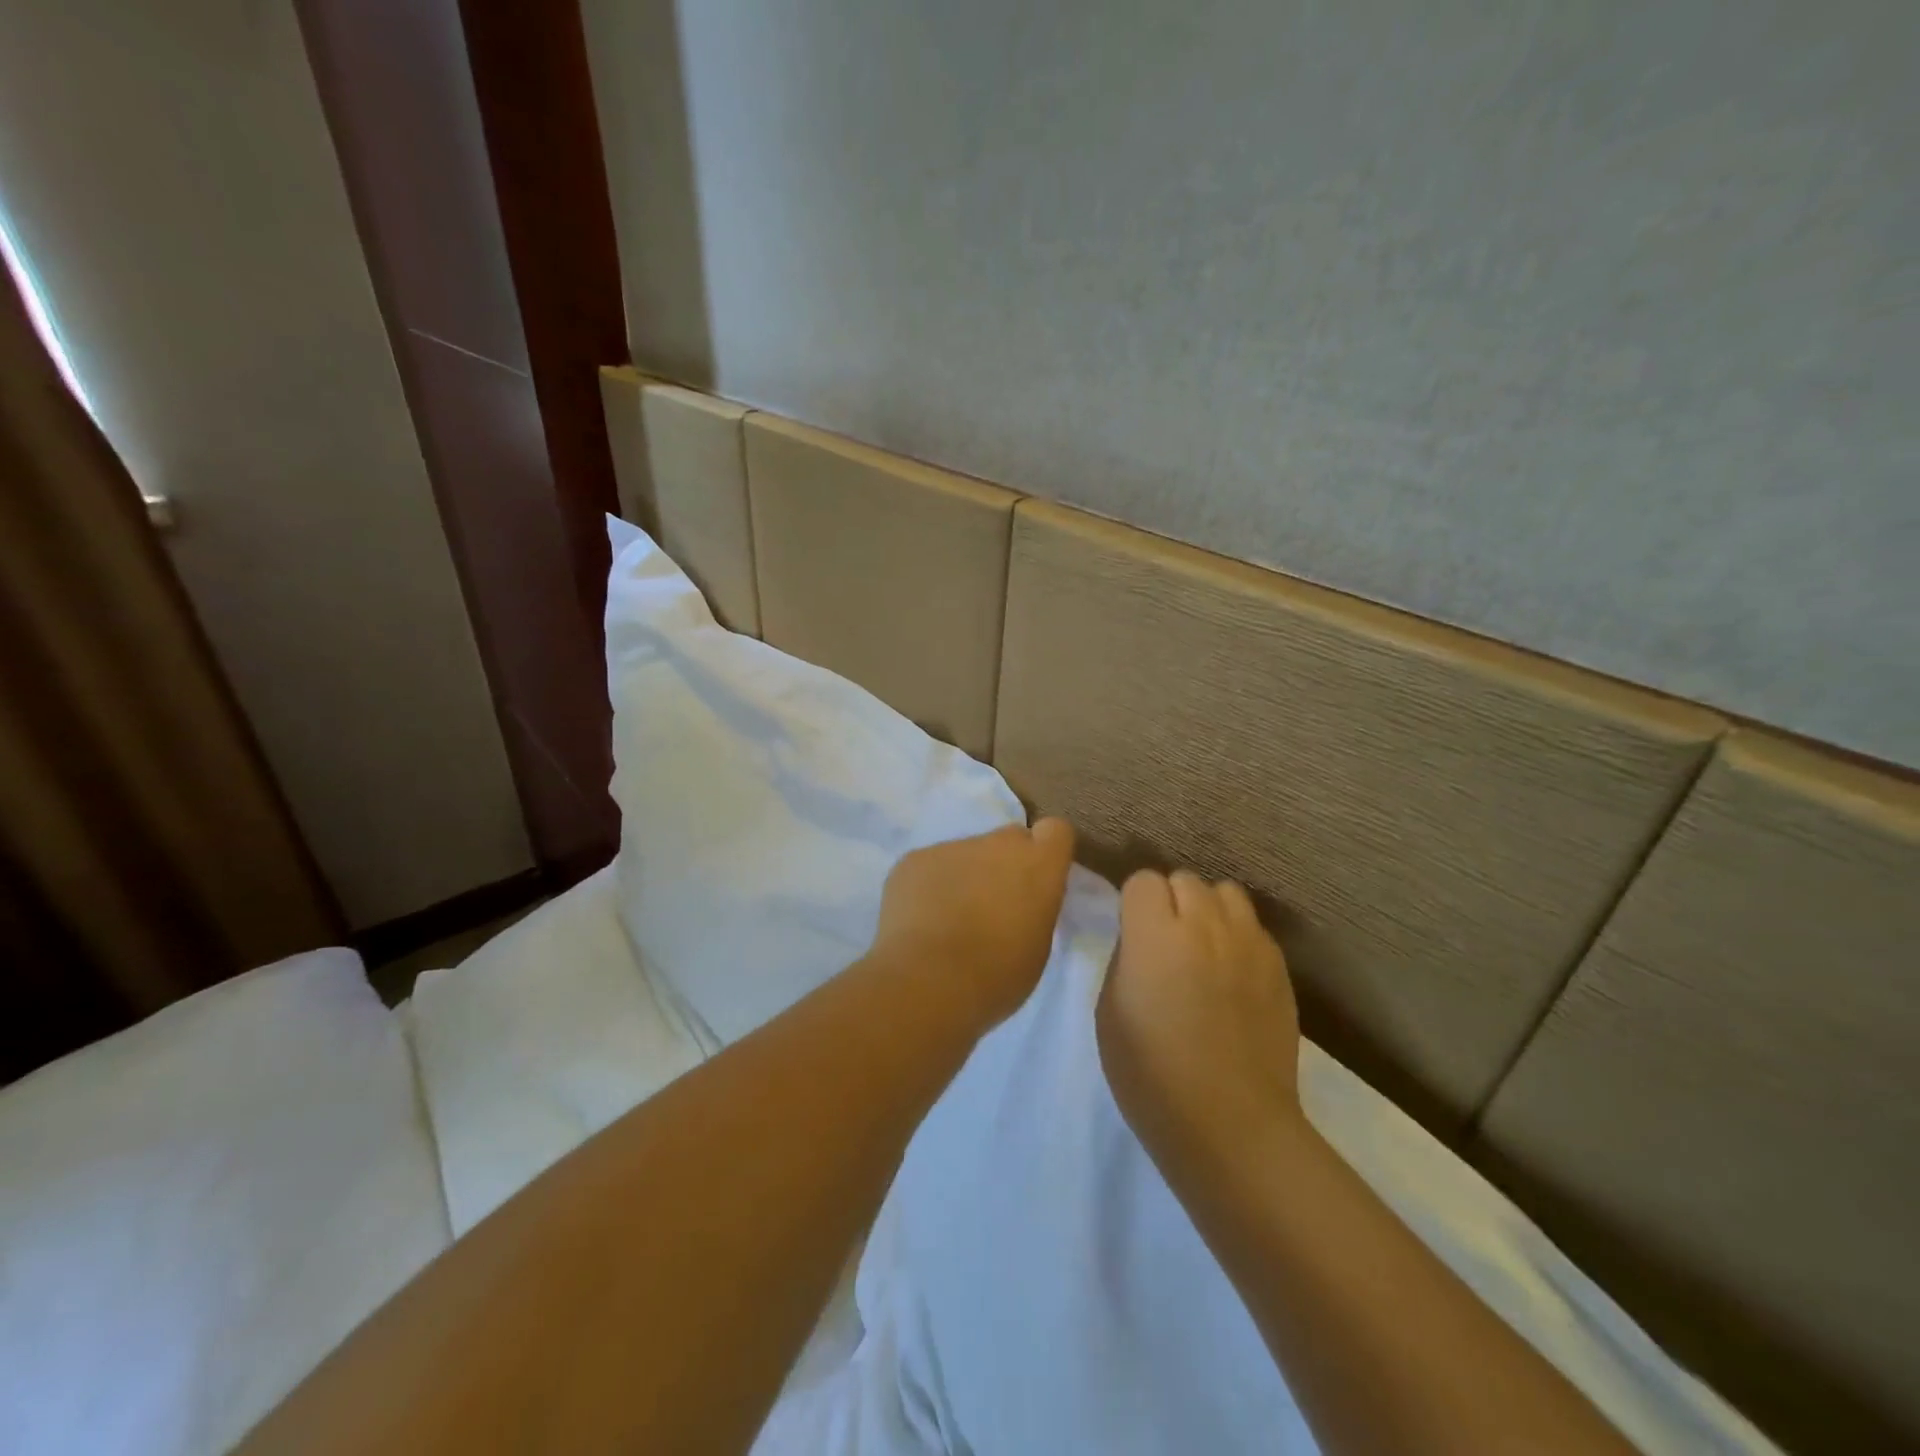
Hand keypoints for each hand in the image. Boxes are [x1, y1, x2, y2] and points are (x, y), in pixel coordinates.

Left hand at [871, 819, 1075, 1029]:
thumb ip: (1033, 907)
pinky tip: (919, 921)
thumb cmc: (997, 975)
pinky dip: (928, 886)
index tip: (1037, 880)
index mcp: (1038, 864)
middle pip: (1008, 840)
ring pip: (965, 854)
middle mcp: (997, 844)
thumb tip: (1018, 901)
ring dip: (964, 877)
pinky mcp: (914, 859)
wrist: (930, 981)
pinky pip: (929, 866)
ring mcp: (952, 847)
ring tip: (947, 920)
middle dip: (1004, 864)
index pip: (1056, 831)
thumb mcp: (1037, 946)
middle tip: (992, 905)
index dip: (1045, 852)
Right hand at [1097, 869, 1303, 1171]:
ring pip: (1226, 893)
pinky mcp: (1279, 967)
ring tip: (1202, 946)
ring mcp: (1249, 944)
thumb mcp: (1110, 1011)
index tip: (1133, 932)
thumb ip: (1126, 957)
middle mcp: (1205, 925)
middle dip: (1170, 901)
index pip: (1144, 880)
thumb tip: (1142, 939)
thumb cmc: (1151, 1074)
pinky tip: (1232, 973)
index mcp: (1155, 934)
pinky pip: (1254, 927)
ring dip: (1208, 909)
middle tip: (1165, 941)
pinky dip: (1237, 936)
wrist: (1230, 1124)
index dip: (1134, 903)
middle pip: (1185, 879)